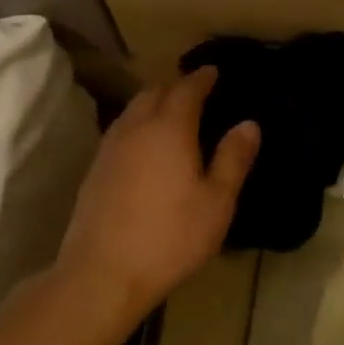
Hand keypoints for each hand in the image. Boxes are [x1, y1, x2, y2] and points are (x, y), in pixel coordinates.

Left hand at [55, 67, 258, 323]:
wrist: (103, 273)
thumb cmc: (170, 236)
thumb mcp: (217, 202)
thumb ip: (233, 159)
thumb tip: (248, 124)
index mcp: (170, 129)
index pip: (187, 90)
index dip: (201, 78)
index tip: (213, 71)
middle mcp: (136, 129)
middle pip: (154, 93)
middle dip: (175, 87)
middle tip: (195, 93)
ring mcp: (110, 149)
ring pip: (132, 111)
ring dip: (152, 104)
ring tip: (170, 115)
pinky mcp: (95, 171)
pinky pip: (120, 132)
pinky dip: (137, 126)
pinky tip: (145, 147)